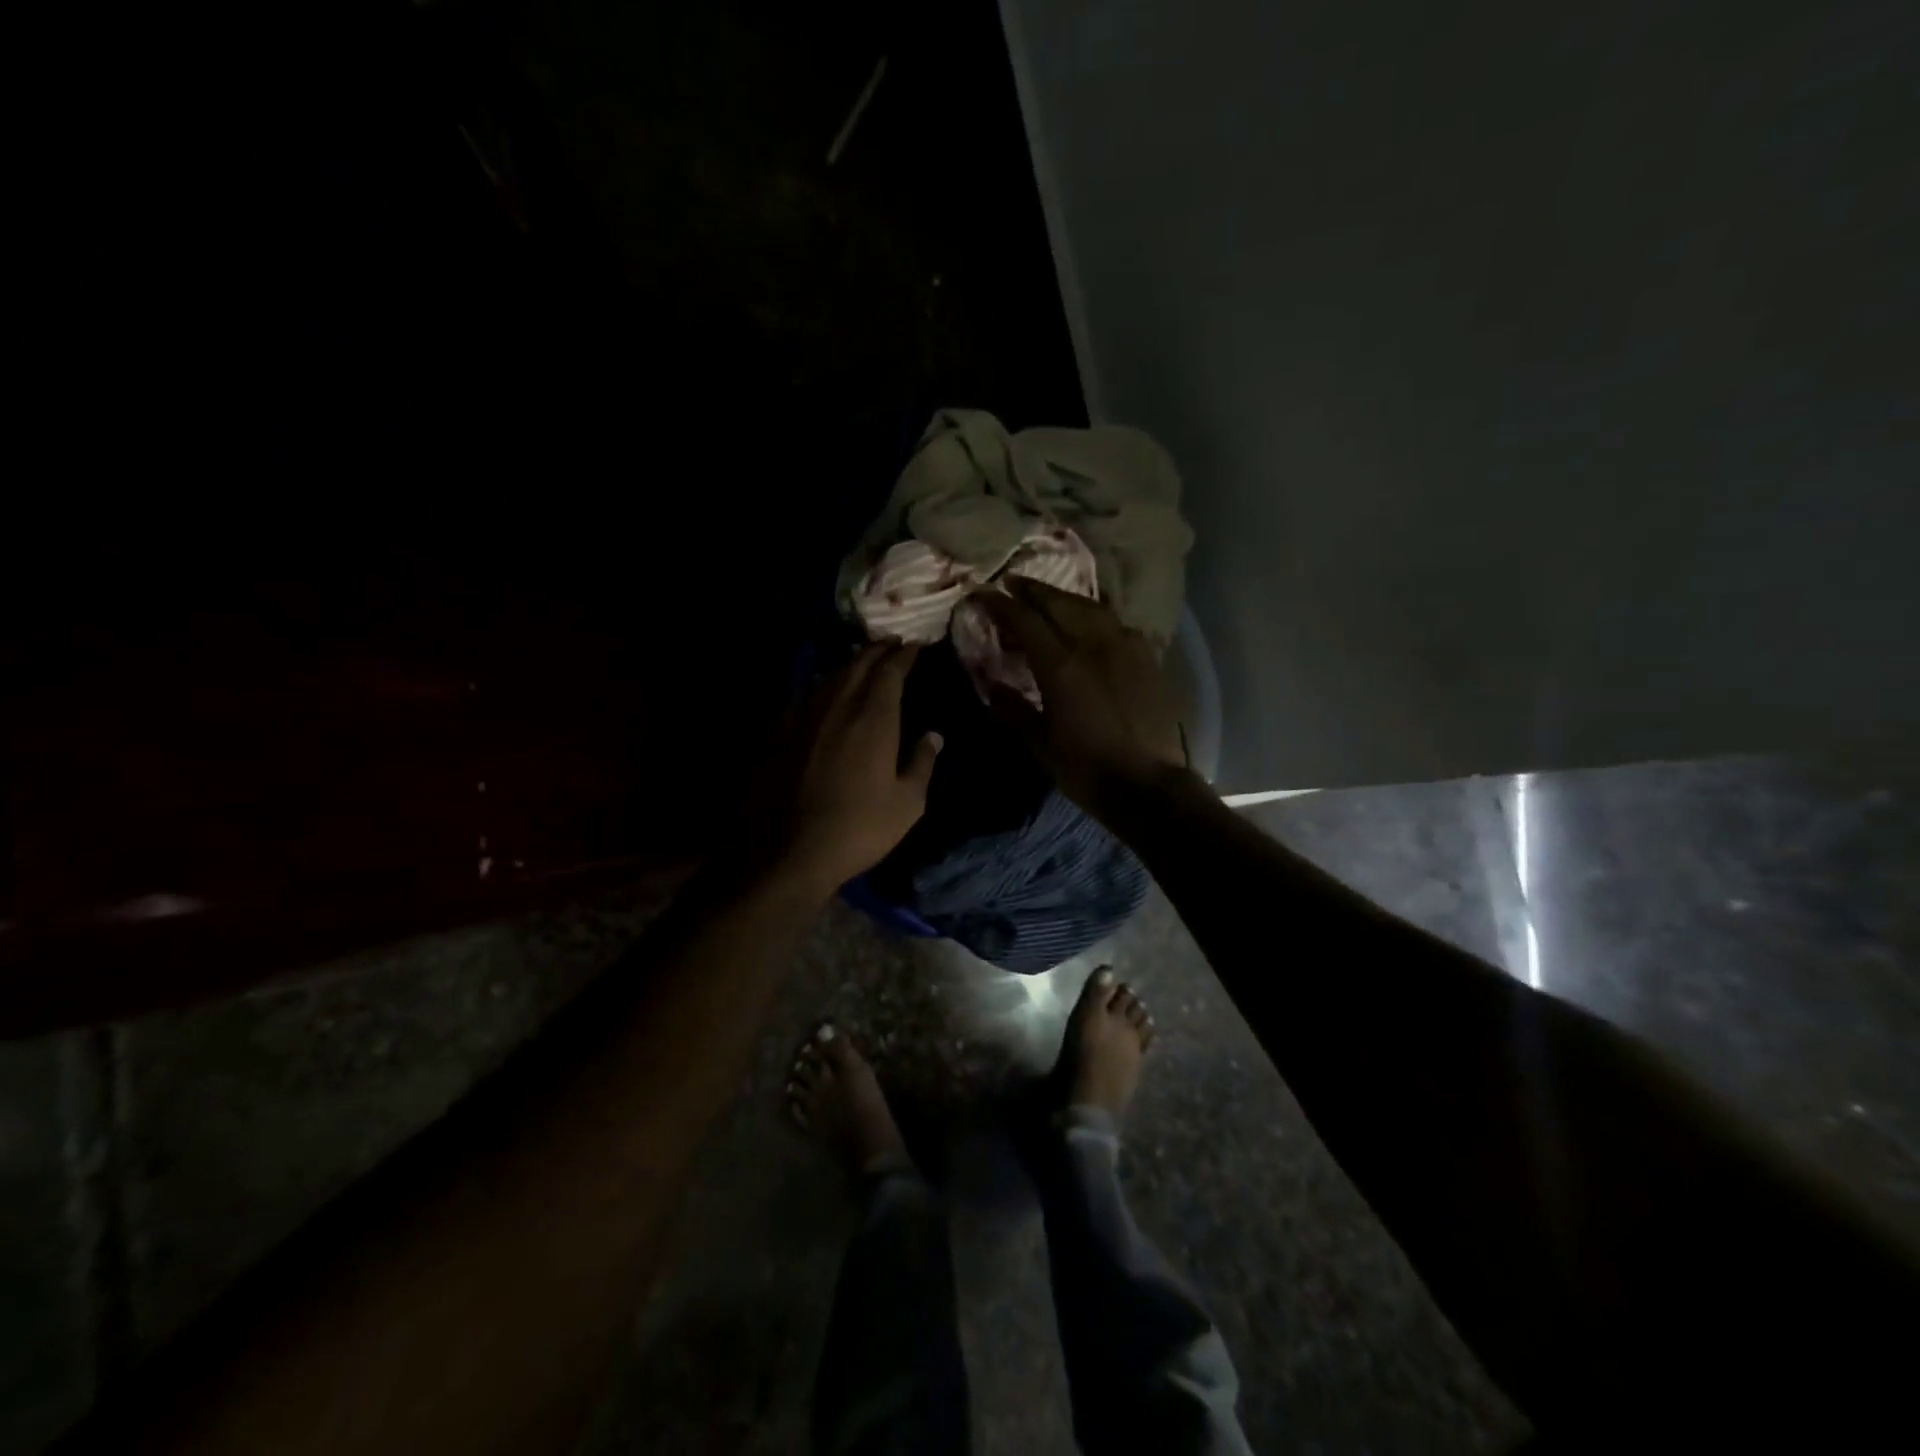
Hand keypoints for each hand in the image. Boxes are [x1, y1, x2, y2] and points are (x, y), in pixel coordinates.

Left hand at [772, 643, 941, 892]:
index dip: (905, 655)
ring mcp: (804, 716)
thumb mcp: (907, 804)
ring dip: (851, 663)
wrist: (787, 851)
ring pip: (831, 676)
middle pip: (858, 663)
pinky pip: (808, 695)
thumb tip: (934, 735)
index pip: (890, 671)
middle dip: (877, 650)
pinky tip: (828, 693)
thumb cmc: (858, 829)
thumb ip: (922, 763)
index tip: (916, 646)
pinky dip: (826, 685)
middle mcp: (838, 705)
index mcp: (873, 717)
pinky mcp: (780, 732)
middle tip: (892, 644)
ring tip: (864, 661)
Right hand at [976, 580, 1187, 809]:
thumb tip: (990, 684)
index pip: (1024, 619)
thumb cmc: (1087, 769)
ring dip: (1063, 597)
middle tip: (1011, 584)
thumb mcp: (1040, 744)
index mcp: (1061, 665)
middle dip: (1031, 590)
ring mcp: (1125, 647)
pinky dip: (1094, 615)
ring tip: (1047, 598)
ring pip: (1090, 606)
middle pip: (1058, 602)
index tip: (981, 594)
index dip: (1000, 603)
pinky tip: (1089, 624)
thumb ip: (1013, 709)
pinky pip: (1115, 623)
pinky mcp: (1147, 657)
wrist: (1149, 785)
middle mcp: (1094, 644)